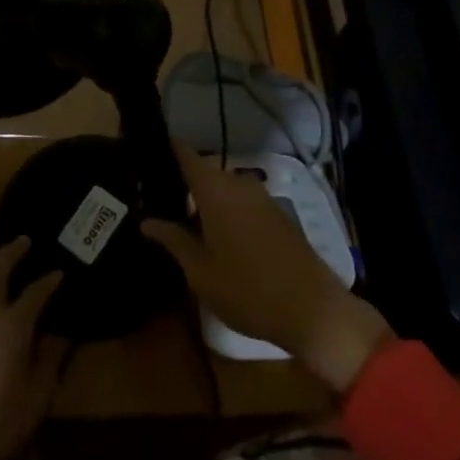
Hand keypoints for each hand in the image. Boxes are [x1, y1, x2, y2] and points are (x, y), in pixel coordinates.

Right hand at [143, 143, 393, 394]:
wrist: (314, 310)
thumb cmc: (248, 290)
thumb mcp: (201, 272)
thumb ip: (173, 240)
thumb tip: (147, 221)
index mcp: (216, 191)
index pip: (186, 155)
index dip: (166, 149)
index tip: (145, 153)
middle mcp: (239, 184)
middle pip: (205, 173)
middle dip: (183, 184)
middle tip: (157, 202)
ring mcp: (262, 198)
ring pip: (224, 189)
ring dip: (206, 201)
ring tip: (183, 224)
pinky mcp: (278, 215)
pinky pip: (242, 202)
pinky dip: (226, 211)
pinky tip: (216, 238)